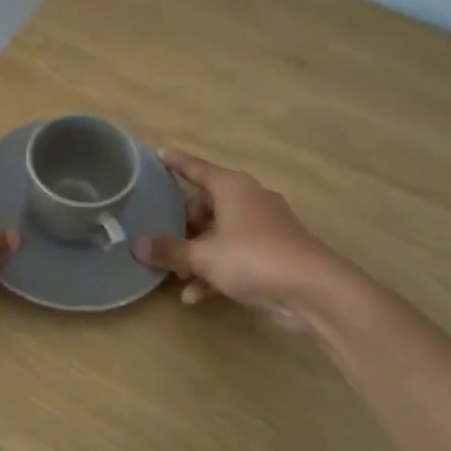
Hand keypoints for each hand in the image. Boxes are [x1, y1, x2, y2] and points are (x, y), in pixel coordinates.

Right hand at [132, 150, 357, 329]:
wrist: (315, 290)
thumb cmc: (254, 258)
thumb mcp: (204, 256)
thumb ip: (169, 250)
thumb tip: (136, 244)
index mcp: (232, 188)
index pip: (197, 169)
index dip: (176, 163)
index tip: (158, 154)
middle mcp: (248, 201)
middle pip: (206, 205)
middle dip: (182, 225)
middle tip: (161, 239)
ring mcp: (263, 227)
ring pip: (219, 233)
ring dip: (197, 254)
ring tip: (175, 275)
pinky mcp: (272, 253)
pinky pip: (234, 255)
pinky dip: (216, 270)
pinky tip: (196, 296)